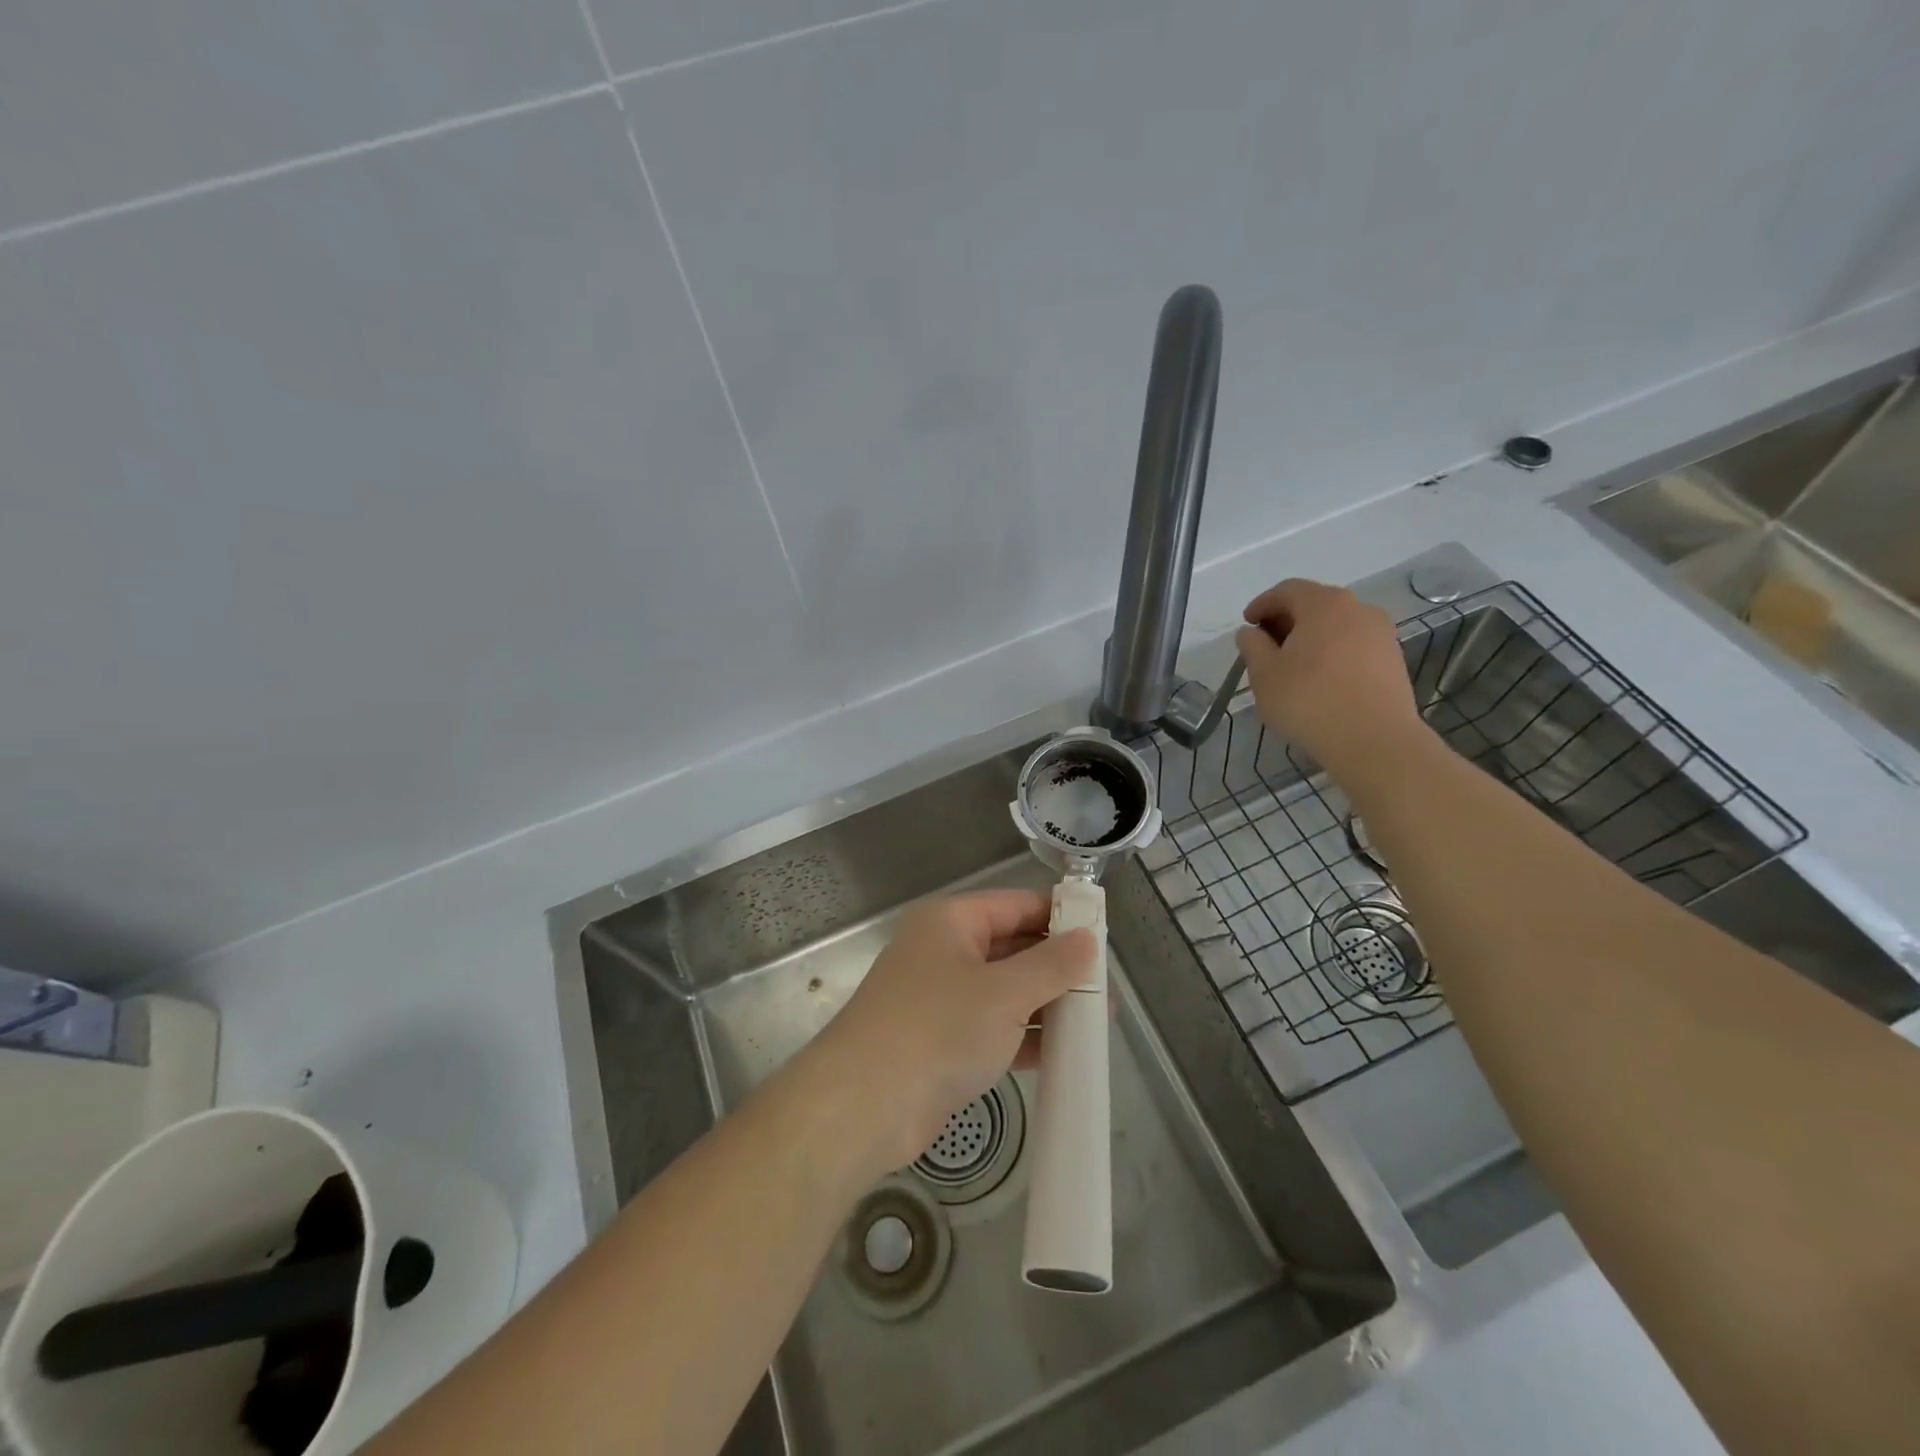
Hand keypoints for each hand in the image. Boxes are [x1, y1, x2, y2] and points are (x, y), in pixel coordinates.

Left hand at [810, 889, 1095, 1175]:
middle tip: (1105, 986)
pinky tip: (1064, 1052)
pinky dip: (1024, 1036)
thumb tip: (1088, 939)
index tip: (1102, 934)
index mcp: (951, 922)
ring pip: (1005, 991)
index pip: (1015, 904)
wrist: (864, 1105)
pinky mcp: (941, 1043)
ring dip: (1046, 1005)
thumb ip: (1051, 965)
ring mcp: (940, 999)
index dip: (1058, 916)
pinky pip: (993, 1028)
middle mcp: (944, 952)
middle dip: (1057, 967)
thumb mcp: (1004, 992)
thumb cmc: (938, 1028)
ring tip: (1097, 1021)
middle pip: (1012, 947)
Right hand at [1236, 579, 1423, 774]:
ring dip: (1311, 637)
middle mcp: (1358, 608)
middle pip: (1315, 604)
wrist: (1374, 740)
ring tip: (1293, 665)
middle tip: (1266, 645)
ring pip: (1337, 625)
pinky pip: (1354, 645)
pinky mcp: (1393, 659)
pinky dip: (1332, 653)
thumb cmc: (1309, 701)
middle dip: (1287, 620)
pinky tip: (1320, 680)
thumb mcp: (1264, 674)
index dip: (1262, 604)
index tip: (1247, 625)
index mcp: (1324, 604)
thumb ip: (1252, 646)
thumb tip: (1250, 632)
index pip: (1287, 590)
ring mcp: (1381, 633)